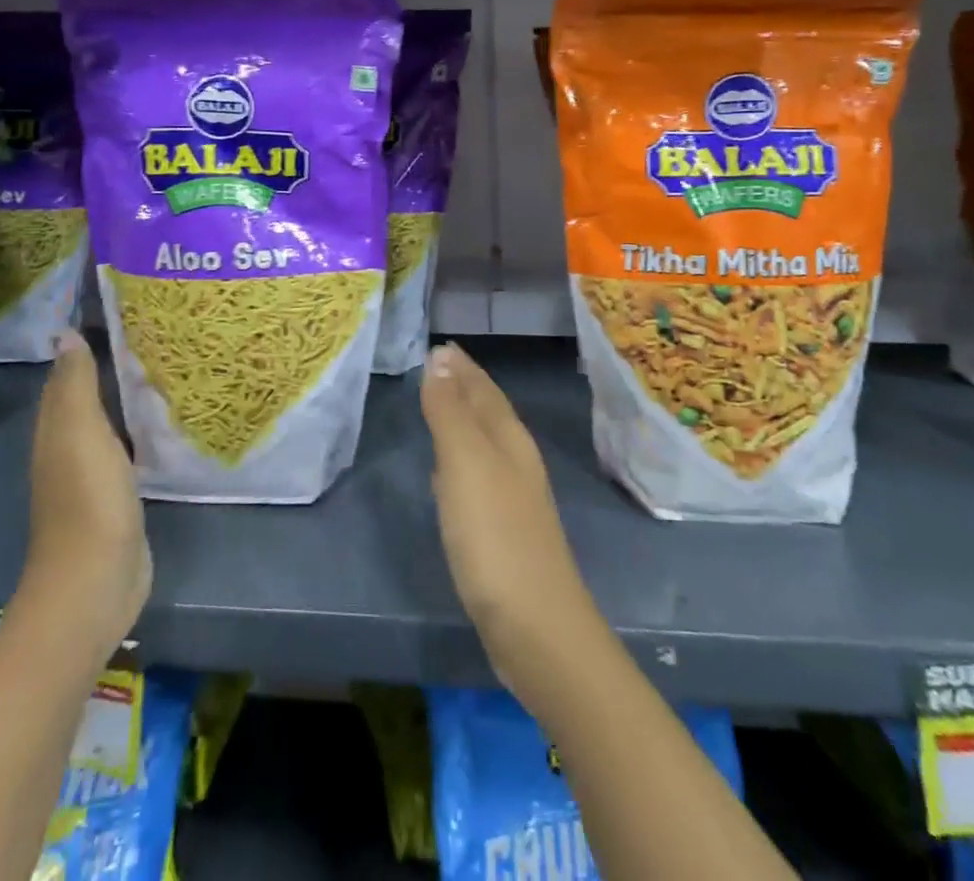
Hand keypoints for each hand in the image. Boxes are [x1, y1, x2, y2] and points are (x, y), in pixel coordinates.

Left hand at [17, 330, 150, 653]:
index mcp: (55, 430)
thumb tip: (66, 333)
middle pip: (85, 397)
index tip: (117, 312)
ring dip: (126, 397)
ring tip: (163, 365)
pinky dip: (139, 429)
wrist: (96, 580)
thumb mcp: (81, 432)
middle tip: (150, 332)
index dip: (84, 344)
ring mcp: (93, 475)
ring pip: (107, 422)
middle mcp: (68, 448)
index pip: (65, 376)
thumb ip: (76, 385)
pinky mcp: (116, 496)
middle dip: (109, 365)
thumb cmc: (89, 499)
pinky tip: (163, 420)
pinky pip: (127, 449)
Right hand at [421, 344, 604, 696]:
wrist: (536, 628)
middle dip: (464, 386)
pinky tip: (448, 471)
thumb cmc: (495, 536)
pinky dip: (460, 459)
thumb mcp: (465, 464)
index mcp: (508, 439)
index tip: (441, 345)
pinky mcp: (503, 532)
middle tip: (438, 365)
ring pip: (484, 442)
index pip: (483, 388)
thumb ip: (450, 411)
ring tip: (440, 404)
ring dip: (463, 419)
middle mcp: (516, 461)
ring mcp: (513, 498)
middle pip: (488, 411)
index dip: (461, 366)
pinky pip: (477, 476)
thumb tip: (440, 358)